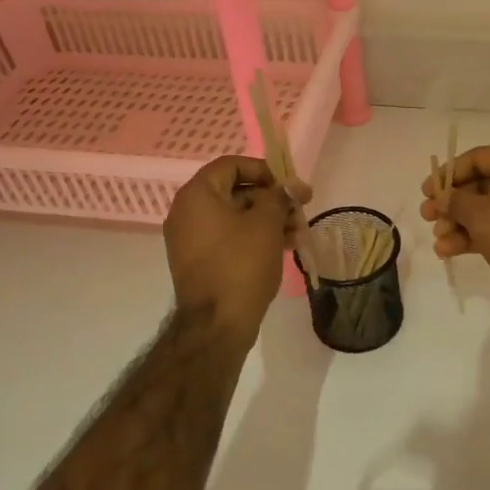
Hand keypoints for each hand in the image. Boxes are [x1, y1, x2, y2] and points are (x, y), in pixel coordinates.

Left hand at [165, 156, 310, 342]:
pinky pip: (229, 238)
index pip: (231, 165)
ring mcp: (191, 239)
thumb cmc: (241, 264)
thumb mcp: (266, 224)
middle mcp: (187, 212)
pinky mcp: (200, 261)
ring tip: (298, 234)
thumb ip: (279, 197)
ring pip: (235, 217)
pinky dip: (254, 237)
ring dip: (268, 220)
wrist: (217, 323)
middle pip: (235, 191)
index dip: (264, 170)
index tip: (289, 186)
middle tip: (301, 211)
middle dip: (272, 199)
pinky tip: (284, 247)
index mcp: (197, 195)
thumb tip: (290, 186)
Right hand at [420, 145, 489, 335]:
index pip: (479, 158)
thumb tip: (442, 199)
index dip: (449, 173)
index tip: (426, 191)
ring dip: (458, 224)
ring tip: (438, 241)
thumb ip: (454, 201)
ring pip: (485, 210)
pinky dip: (472, 237)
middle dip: (451, 204)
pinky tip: (448, 252)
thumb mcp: (480, 214)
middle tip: (426, 218)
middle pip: (480, 185)